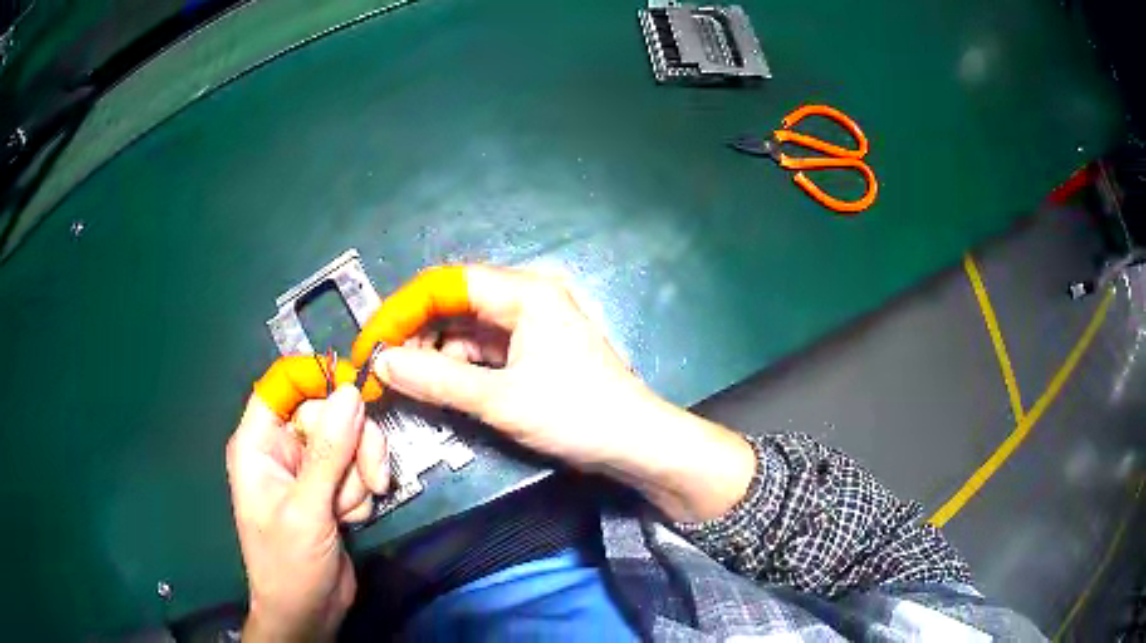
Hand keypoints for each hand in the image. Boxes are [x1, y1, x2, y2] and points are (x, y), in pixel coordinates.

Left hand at [226, 386, 389, 640]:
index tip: (357, 393)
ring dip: (359, 475)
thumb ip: (328, 452)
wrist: (309, 612)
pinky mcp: (331, 487)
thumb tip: (351, 392)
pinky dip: (362, 492)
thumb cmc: (289, 564)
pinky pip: (358, 467)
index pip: (283, 385)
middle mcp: (282, 447)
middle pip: (327, 412)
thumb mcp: (306, 509)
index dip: (317, 379)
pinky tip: (350, 519)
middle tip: (370, 479)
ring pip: (349, 440)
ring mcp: (309, 468)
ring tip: (349, 512)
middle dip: (353, 446)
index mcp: (258, 442)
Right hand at [371, 266, 755, 521]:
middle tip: (382, 366)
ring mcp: (531, 324)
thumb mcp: (499, 398)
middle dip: (416, 333)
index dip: (402, 309)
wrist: (635, 444)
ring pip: (467, 329)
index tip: (370, 342)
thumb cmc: (575, 414)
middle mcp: (526, 297)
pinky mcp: (533, 351)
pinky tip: (439, 386)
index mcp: (524, 291)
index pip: (446, 284)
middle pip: (455, 304)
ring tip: (405, 380)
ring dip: (434, 352)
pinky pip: (484, 350)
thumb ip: (435, 379)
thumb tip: (380, 363)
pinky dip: (458, 366)